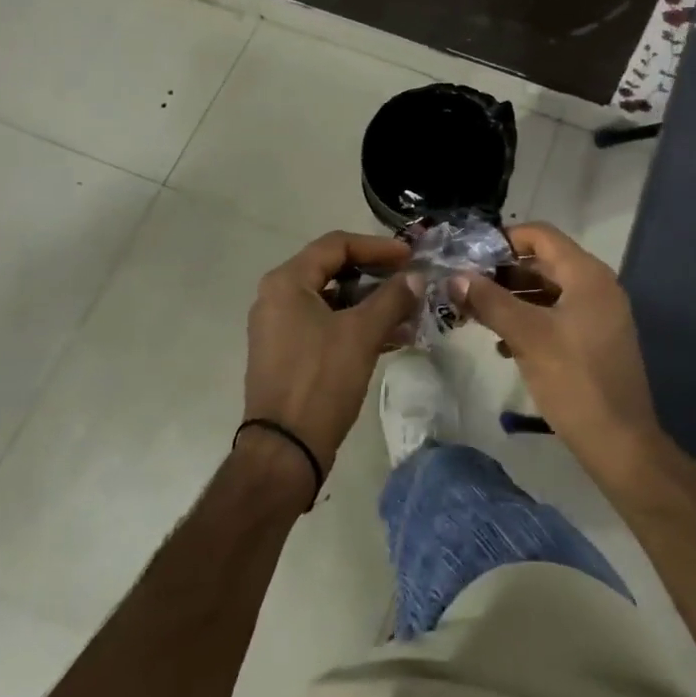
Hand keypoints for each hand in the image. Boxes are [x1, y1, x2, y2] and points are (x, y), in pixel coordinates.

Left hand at [244, 231, 419, 489]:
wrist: (284, 451)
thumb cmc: (320, 380)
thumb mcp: (362, 334)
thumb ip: (392, 298)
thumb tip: (417, 277)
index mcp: (287, 282)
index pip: (336, 244)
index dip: (377, 246)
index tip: (411, 256)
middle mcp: (278, 297)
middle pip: (335, 270)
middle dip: (378, 275)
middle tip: (412, 280)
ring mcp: (281, 327)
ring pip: (334, 301)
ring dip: (372, 303)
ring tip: (411, 313)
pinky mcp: (289, 353)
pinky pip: (328, 325)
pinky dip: (358, 326)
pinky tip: (393, 338)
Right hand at [453, 222, 668, 483]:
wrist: (620, 443)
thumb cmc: (574, 380)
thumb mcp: (527, 336)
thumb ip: (490, 302)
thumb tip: (454, 277)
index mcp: (587, 274)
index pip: (541, 235)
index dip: (504, 239)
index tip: (469, 256)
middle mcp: (596, 286)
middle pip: (543, 262)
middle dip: (503, 272)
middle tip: (465, 286)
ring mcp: (598, 313)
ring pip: (547, 290)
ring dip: (512, 297)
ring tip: (476, 314)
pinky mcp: (594, 339)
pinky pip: (556, 315)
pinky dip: (529, 320)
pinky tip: (502, 343)